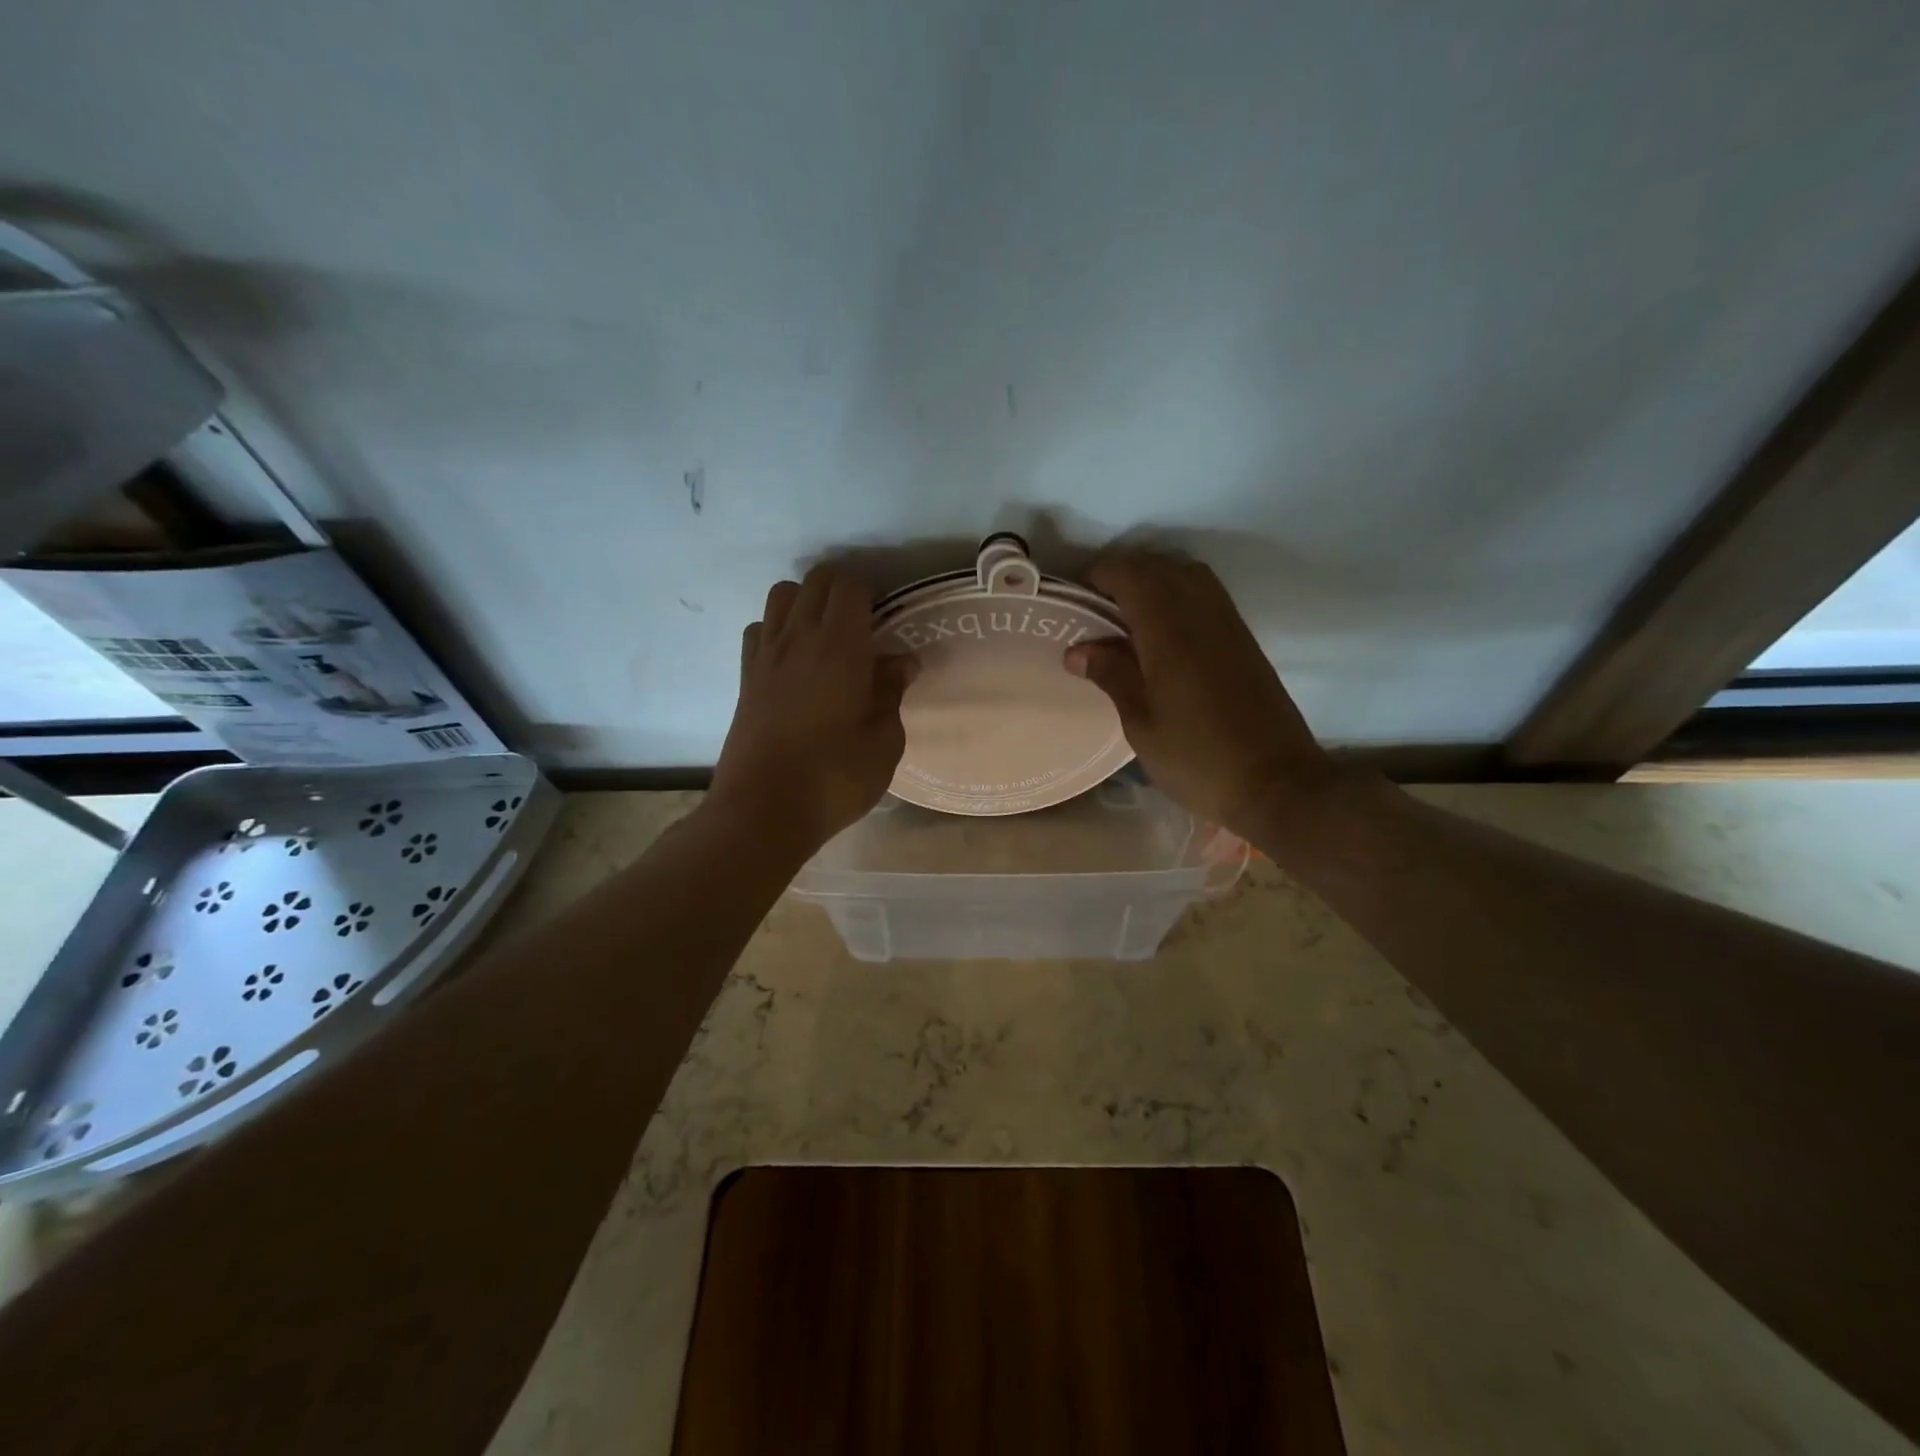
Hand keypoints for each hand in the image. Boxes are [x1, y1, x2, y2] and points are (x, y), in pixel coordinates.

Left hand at [710, 564, 915, 851]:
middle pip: (815, 581)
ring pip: (781, 595)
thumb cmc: (834, 778)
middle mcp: (798, 638)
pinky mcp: (745, 677)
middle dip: (842, 589)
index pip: (850, 586)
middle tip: (864, 623)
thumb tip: (901, 660)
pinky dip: (777, 628)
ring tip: (827, 635)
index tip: (887, 616)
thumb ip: (891, 691)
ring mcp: (765, 655)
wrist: (763, 811)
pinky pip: (759, 628)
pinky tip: (794, 659)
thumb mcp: (883, 741)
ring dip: (806, 601)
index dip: (871, 591)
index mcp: (839, 647)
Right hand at [1064, 550, 1349, 836]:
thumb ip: (1111, 676)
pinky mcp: (1244, 639)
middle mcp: (1201, 613)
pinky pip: (1205, 596)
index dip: (1098, 577)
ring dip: (1153, 583)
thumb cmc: (1197, 758)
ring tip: (1125, 620)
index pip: (1129, 574)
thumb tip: (1077, 650)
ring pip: (1186, 575)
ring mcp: (1228, 623)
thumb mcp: (1141, 723)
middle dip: (1122, 575)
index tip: (1074, 602)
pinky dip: (1177, 597)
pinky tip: (1161, 636)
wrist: (1276, 783)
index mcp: (1169, 630)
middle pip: (1158, 566)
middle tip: (1095, 611)